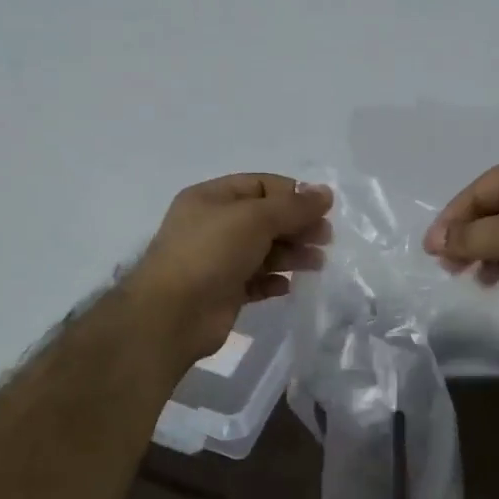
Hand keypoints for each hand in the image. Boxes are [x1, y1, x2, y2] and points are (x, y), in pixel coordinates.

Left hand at [128, 173, 331, 365]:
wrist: (173, 314)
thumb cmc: (211, 253)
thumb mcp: (255, 218)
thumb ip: (293, 206)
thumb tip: (326, 193)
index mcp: (211, 198)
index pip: (260, 185)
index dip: (292, 194)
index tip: (322, 210)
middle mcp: (213, 225)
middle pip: (265, 219)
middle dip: (297, 226)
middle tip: (325, 239)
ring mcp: (217, 260)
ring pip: (263, 251)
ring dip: (292, 254)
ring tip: (317, 263)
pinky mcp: (224, 292)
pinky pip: (256, 281)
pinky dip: (274, 281)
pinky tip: (289, 286)